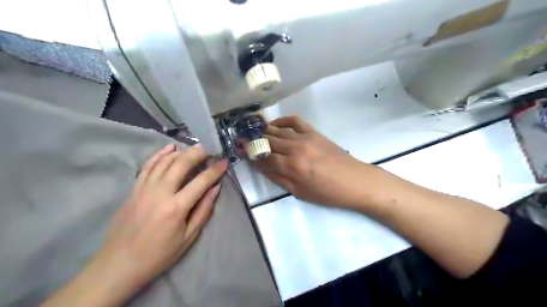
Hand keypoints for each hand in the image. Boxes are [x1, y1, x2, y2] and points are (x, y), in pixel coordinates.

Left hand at [41, 144, 227, 306]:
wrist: (119, 264)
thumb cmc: (159, 254)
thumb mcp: (188, 237)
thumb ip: (203, 210)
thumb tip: (215, 188)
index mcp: (176, 208)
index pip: (201, 181)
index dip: (215, 170)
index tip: (224, 161)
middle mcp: (160, 193)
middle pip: (181, 164)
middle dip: (197, 153)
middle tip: (208, 149)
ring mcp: (144, 189)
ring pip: (164, 161)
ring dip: (180, 152)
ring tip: (193, 148)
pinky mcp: (133, 190)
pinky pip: (147, 166)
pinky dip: (159, 155)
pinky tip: (169, 148)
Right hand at [254, 116, 374, 209]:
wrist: (354, 181)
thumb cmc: (326, 193)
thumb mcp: (299, 192)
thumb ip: (278, 178)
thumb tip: (261, 166)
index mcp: (291, 166)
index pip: (264, 158)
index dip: (251, 155)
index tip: (242, 153)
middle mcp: (295, 148)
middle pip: (268, 141)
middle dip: (253, 142)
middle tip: (243, 141)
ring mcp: (305, 137)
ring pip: (278, 130)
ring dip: (264, 131)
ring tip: (255, 133)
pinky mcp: (314, 132)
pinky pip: (295, 121)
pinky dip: (283, 120)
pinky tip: (275, 124)